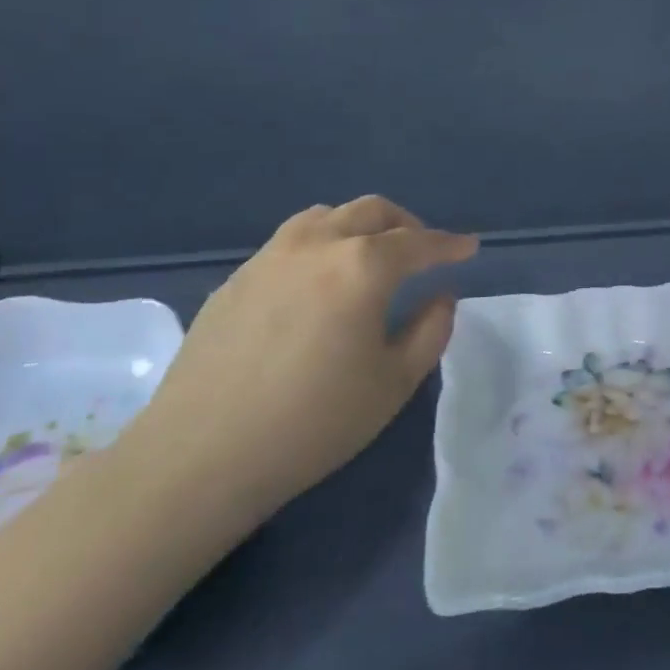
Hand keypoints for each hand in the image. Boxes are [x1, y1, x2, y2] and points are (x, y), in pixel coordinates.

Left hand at [123, 196, 478, 523]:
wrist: (200, 457)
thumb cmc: (314, 422)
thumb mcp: (395, 381)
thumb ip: (432, 329)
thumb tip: (441, 296)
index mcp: (362, 267)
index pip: (419, 243)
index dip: (450, 244)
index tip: (470, 247)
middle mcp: (316, 246)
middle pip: (371, 211)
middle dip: (407, 225)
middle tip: (424, 251)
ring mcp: (268, 258)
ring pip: (325, 217)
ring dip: (360, 226)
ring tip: (372, 257)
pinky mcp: (235, 280)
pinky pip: (290, 242)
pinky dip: (321, 245)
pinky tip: (320, 284)